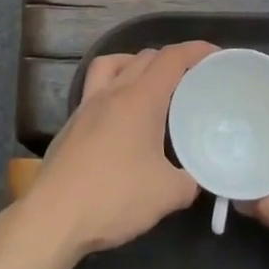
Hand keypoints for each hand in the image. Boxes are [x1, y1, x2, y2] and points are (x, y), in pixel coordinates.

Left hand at [23, 43, 212, 257]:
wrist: (54, 217)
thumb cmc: (114, 197)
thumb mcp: (167, 194)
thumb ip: (190, 180)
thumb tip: (196, 177)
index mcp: (140, 99)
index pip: (171, 59)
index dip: (196, 50)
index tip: (215, 53)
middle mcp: (112, 92)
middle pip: (144, 57)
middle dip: (170, 59)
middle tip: (191, 77)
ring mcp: (86, 106)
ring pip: (112, 64)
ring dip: (136, 64)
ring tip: (152, 84)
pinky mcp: (71, 124)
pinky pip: (96, 88)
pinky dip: (114, 88)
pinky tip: (122, 117)